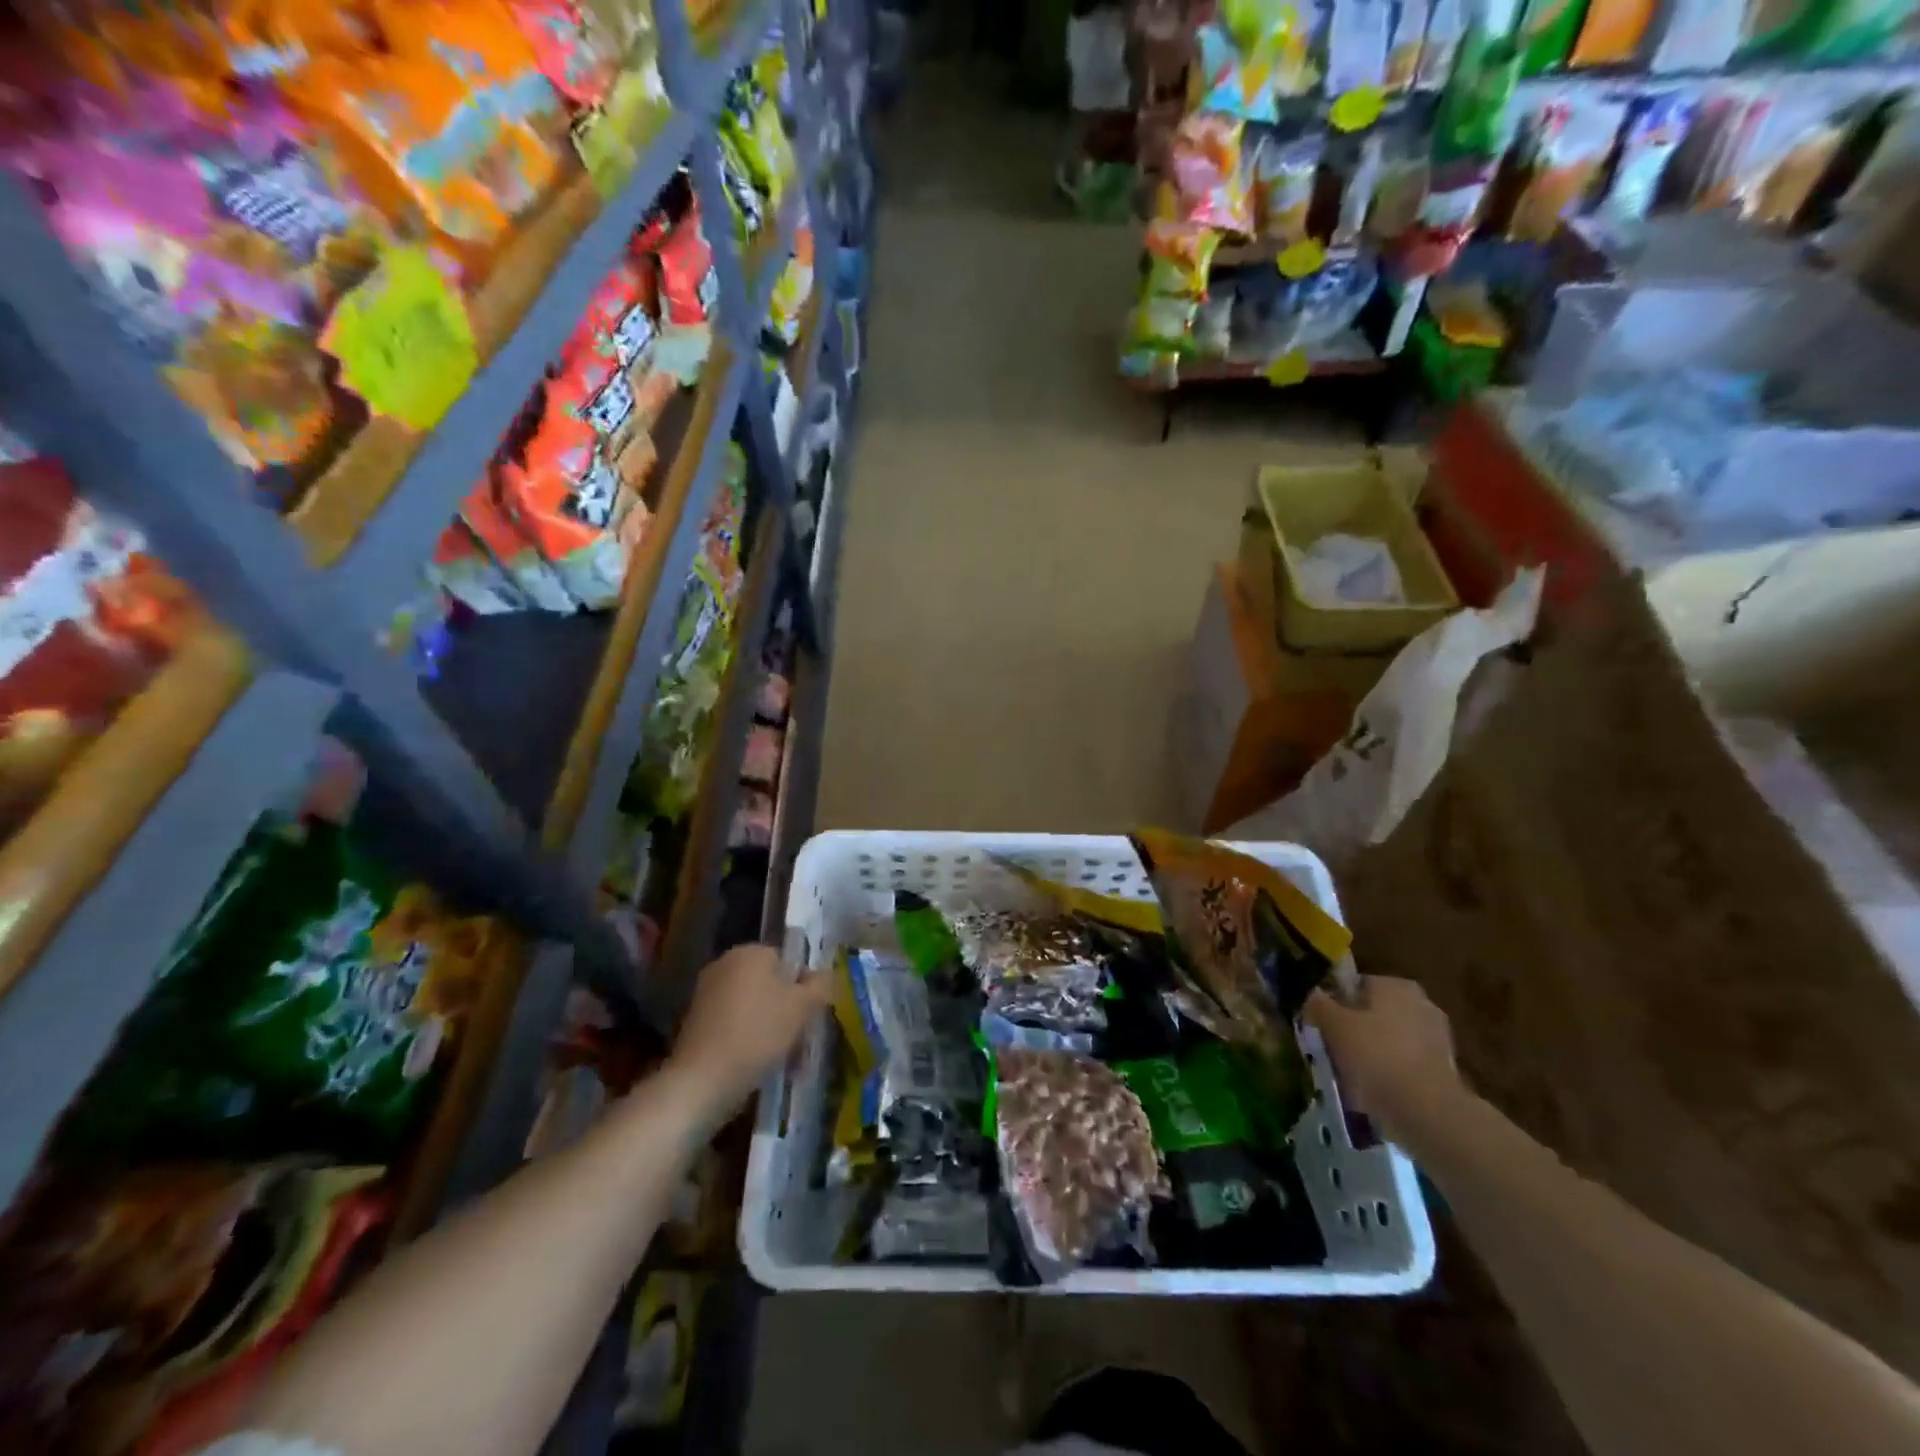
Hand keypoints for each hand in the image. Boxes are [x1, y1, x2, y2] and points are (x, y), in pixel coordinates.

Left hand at [669, 944, 829, 1118]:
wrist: (703, 1079)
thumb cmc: (758, 1033)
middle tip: (797, 1034)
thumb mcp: (802, 1007)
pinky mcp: (695, 1021)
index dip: (802, 985)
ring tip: (779, 1053)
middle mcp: (725, 963)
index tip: (808, 1012)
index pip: (787, 959)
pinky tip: (755, 1060)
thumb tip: (826, 974)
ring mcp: (706, 992)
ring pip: (752, 1004)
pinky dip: (746, 1035)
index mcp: (750, 951)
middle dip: (785, 1005)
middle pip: (768, 981)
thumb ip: (820, 985)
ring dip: (767, 1023)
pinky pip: (733, 1022)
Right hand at [1305, 977, 1462, 1139]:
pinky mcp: (1445, 1070)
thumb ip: (1319, 1005)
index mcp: (1395, 985)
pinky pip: (1404, 1064)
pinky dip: (1389, 1073)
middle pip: (1374, 1012)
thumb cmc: (1376, 1056)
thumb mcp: (1334, 1025)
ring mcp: (1437, 1038)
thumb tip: (1313, 995)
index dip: (1334, 1003)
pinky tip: (1373, 1091)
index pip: (1355, 985)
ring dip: (1372, 1052)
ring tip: (1349, 1074)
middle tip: (1332, 1049)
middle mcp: (1421, 1003)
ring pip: (1390, 1039)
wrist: (1428, 1111)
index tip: (1320, 1025)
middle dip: (1355, 1028)